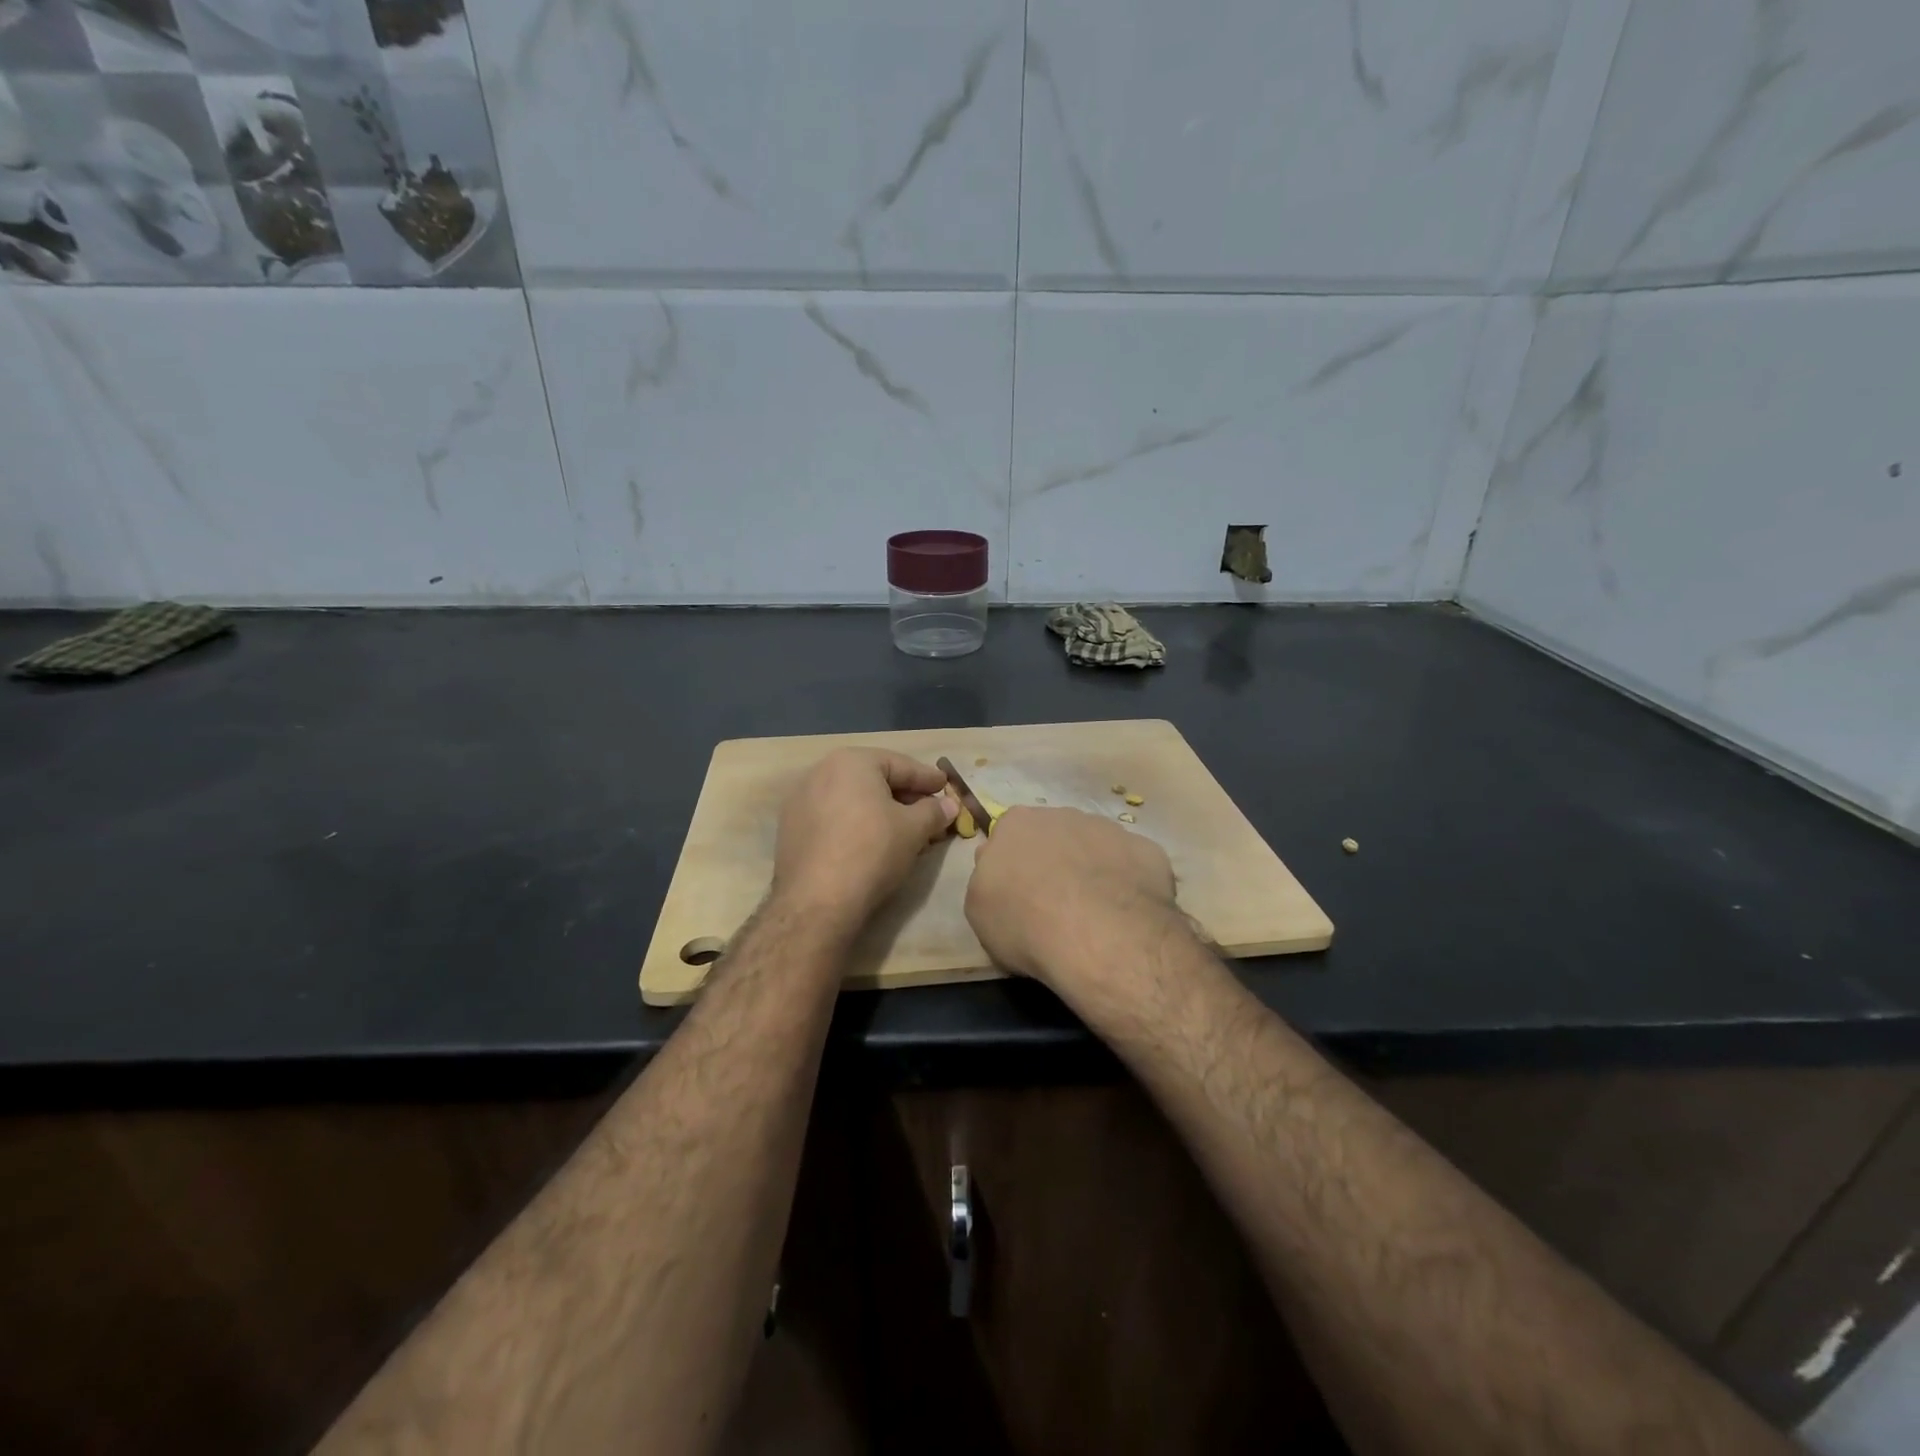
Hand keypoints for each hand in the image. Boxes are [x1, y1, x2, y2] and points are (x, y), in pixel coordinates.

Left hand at [772, 748, 957, 929]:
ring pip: (853, 799)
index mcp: (851, 761)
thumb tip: (949, 804)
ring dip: (881, 811)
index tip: (947, 787)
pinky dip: (857, 824)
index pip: (901, 765)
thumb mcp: (914, 829)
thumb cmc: (871, 851)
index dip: (928, 778)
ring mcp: (801, 800)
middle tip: (930, 813)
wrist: (816, 901)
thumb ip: (934, 811)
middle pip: (874, 780)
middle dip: (905, 797)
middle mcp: (821, 771)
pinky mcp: (791, 828)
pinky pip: (834, 817)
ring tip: (905, 831)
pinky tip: (873, 843)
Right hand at [965, 807, 1179, 992]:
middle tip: (1055, 904)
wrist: (1098, 934)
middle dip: (1055, 861)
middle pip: (1054, 836)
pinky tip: (1125, 916)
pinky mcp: (1146, 849)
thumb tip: (1000, 870)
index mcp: (1016, 823)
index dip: (1014, 865)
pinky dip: (1128, 884)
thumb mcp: (979, 908)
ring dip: (1092, 870)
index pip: (1009, 836)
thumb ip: (987, 879)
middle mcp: (1062, 814)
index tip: (1018, 893)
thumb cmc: (1025, 922)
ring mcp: (1108, 829)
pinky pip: (1131, 865)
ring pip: (1095, 847)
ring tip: (1094, 914)